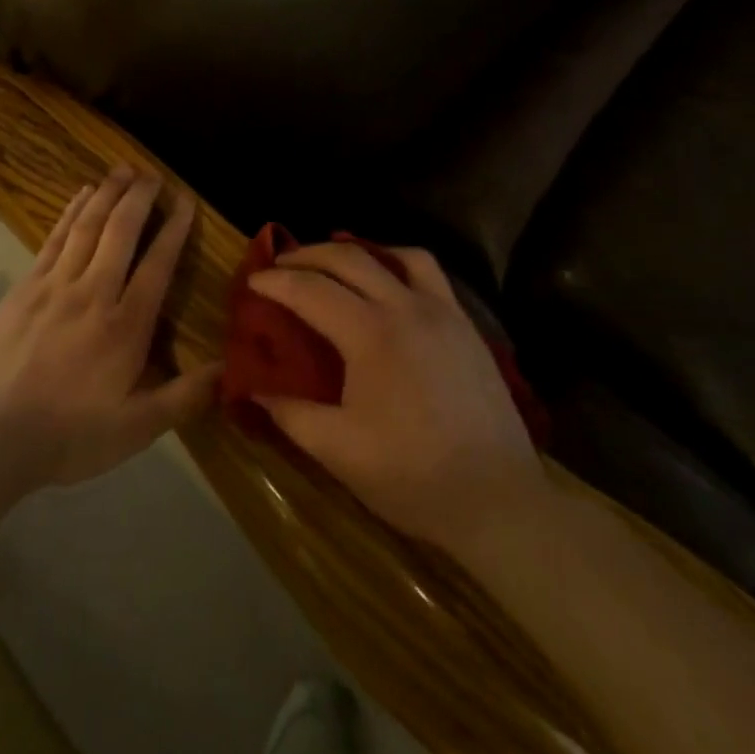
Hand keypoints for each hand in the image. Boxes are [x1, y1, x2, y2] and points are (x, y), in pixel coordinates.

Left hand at [0, 167, 221, 487]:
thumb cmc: (70, 435)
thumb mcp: (136, 429)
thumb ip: (184, 397)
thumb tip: (229, 369)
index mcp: (125, 325)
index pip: (157, 264)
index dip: (174, 229)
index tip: (184, 201)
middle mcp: (93, 293)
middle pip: (120, 232)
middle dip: (139, 198)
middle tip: (152, 173)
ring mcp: (54, 286)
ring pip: (86, 227)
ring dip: (106, 194)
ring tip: (120, 169)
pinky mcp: (25, 288)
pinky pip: (53, 239)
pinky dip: (70, 213)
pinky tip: (79, 197)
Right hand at [249, 242, 545, 548]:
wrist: (500, 501)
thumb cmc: (413, 476)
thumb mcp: (339, 450)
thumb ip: (291, 414)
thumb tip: (255, 390)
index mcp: (371, 334)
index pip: (312, 290)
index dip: (277, 281)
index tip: (254, 280)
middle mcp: (407, 308)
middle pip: (349, 258)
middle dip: (309, 254)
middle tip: (282, 263)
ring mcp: (443, 313)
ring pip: (397, 255)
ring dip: (358, 251)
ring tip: (336, 266)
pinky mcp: (467, 326)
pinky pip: (429, 274)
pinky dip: (399, 264)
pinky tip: (389, 288)